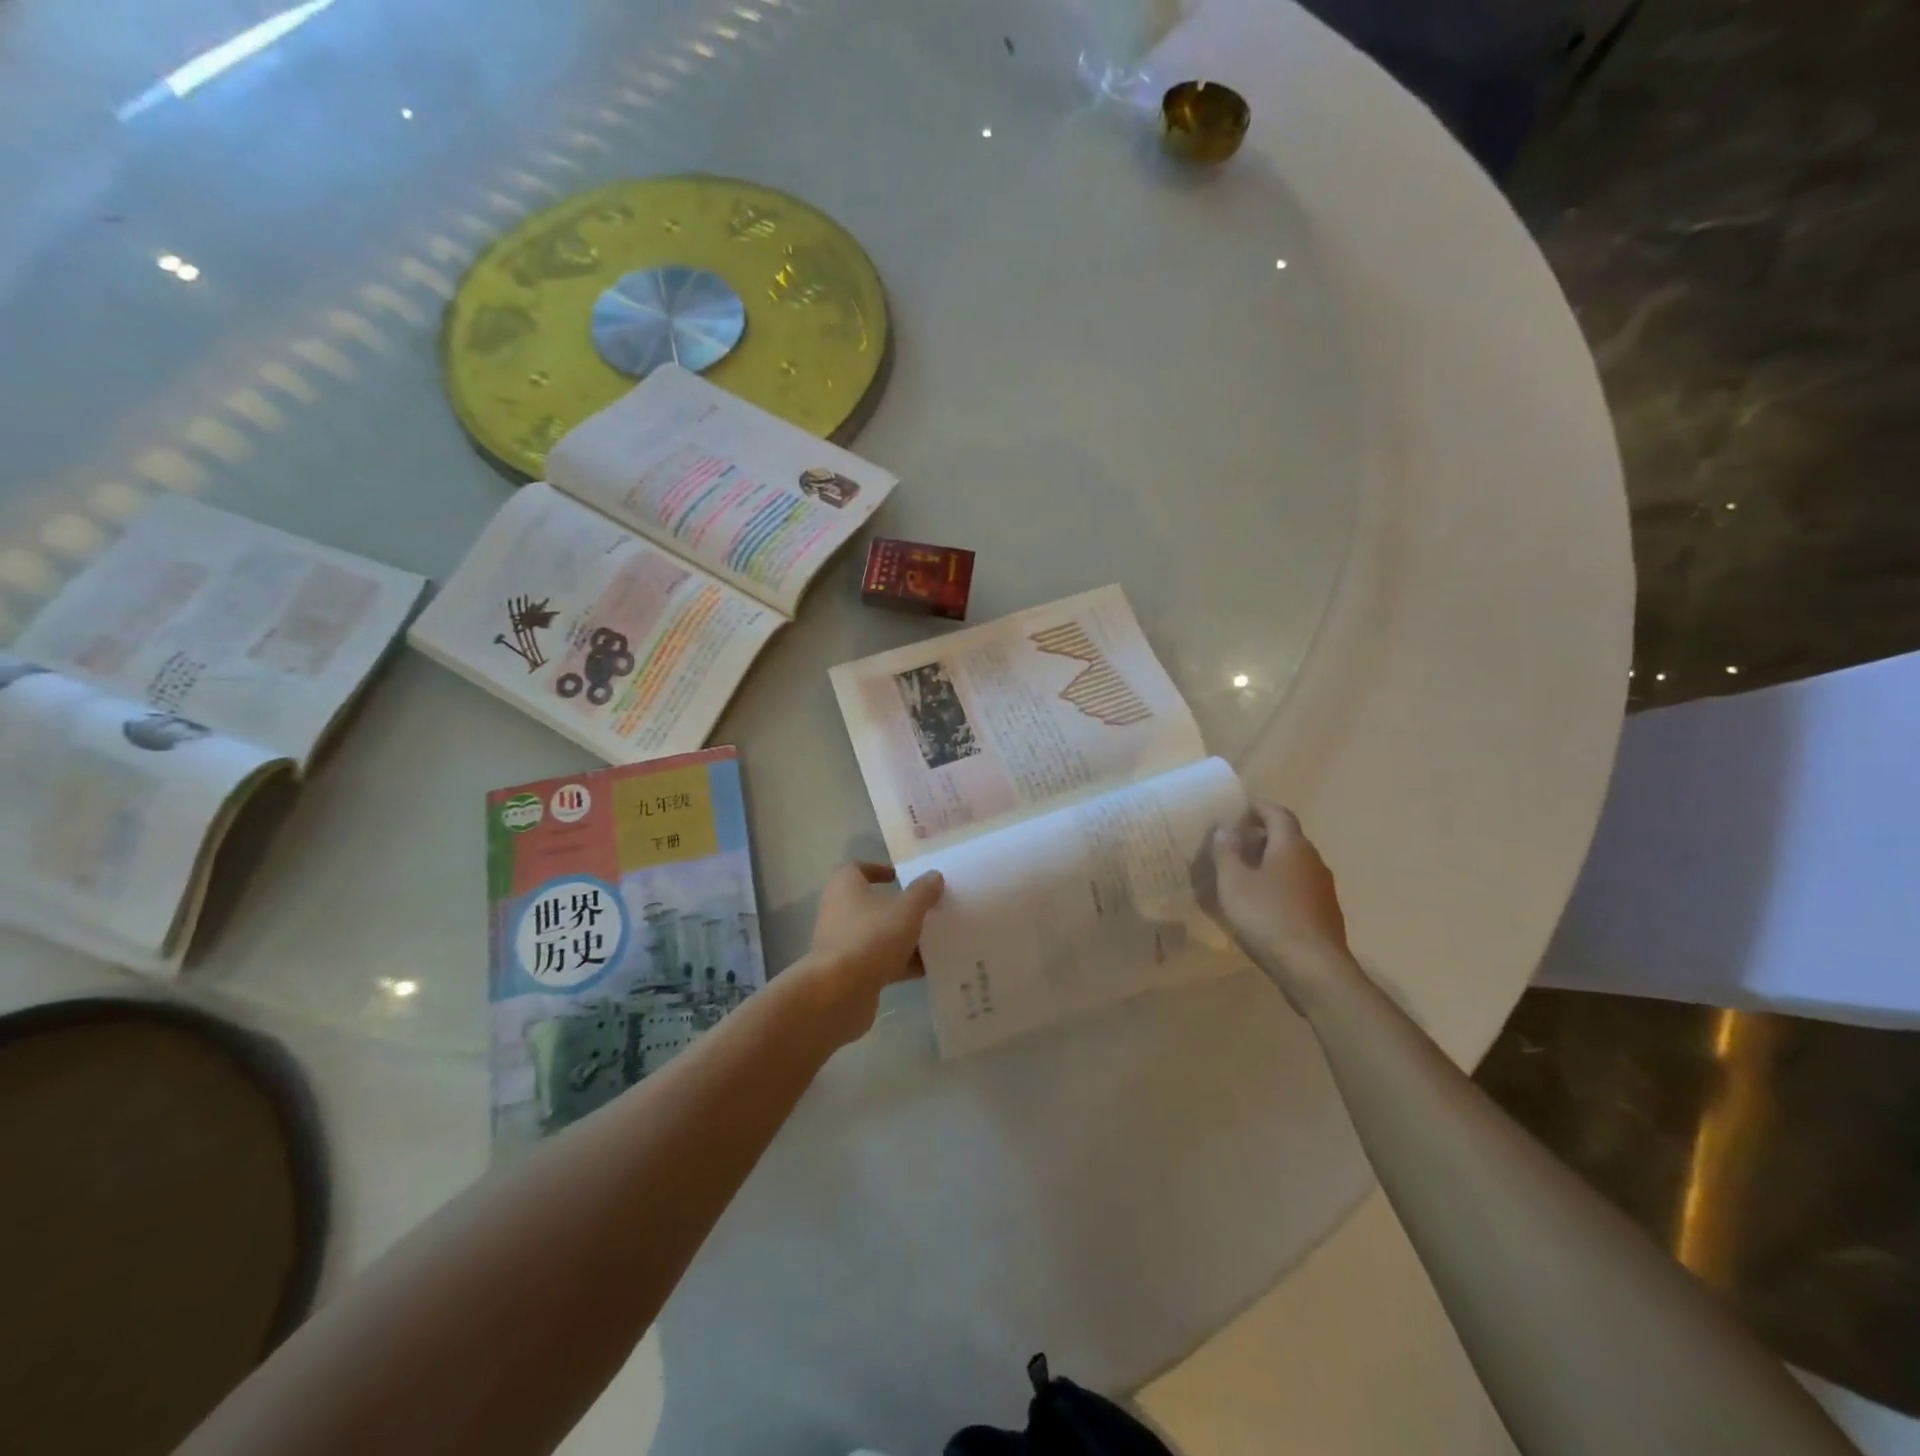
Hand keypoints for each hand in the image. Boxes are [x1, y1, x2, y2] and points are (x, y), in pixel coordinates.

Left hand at [794, 862, 944, 1046]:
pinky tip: (928, 968)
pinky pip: (879, 962)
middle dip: (900, 907)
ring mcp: (843, 944)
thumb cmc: (871, 938)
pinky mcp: (849, 973)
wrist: (838, 993)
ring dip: (903, 937)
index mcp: (845, 887)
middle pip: (872, 904)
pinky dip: (900, 963)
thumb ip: (923, 892)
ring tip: (935, 939)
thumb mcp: (906, 910)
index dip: (879, 869)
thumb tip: (935, 876)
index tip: (902, 877)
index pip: (857, 868)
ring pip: (878, 934)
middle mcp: (838, 911)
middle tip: (928, 909)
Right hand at [1203, 801, 1352, 1005]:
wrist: (1314, 969)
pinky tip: (1261, 902)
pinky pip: (1298, 886)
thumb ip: (1226, 852)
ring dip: (1269, 861)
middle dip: (1260, 834)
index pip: (1277, 813)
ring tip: (1242, 872)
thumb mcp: (1234, 883)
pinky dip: (1279, 884)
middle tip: (1232, 841)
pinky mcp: (1324, 912)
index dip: (1257, 806)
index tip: (1236, 807)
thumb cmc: (1268, 918)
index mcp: (1292, 846)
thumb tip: (1225, 828)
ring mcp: (1322, 888)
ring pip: (1293, 863)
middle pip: (1286, 837)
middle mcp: (1312, 860)